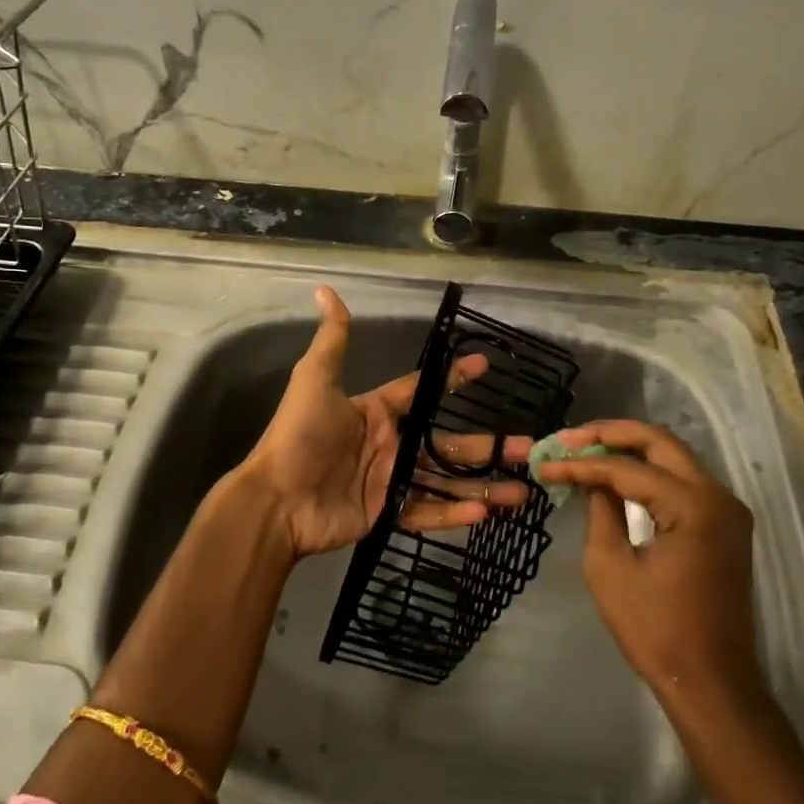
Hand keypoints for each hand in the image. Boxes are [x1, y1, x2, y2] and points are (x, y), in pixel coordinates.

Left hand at [237, 286, 528, 560]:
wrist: (276, 499)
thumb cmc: (299, 436)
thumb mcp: (314, 381)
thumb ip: (331, 340)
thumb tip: (324, 290)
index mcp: (376, 412)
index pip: (421, 391)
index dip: (453, 379)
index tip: (486, 366)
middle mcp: (389, 444)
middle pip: (447, 441)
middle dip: (486, 445)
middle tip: (527, 445)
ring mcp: (390, 480)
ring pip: (445, 480)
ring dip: (483, 484)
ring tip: (522, 488)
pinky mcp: (387, 513)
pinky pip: (426, 511)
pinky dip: (454, 512)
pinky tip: (485, 512)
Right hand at [530, 420, 761, 704]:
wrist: (711, 682)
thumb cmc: (654, 629)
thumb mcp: (610, 567)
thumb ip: (601, 510)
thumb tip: (592, 478)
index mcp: (693, 506)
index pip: (628, 469)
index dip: (582, 464)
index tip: (545, 464)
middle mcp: (718, 496)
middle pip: (659, 442)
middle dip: (610, 434)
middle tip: (568, 439)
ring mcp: (727, 510)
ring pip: (673, 457)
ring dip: (629, 449)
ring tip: (585, 450)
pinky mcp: (725, 525)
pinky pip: (683, 481)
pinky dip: (648, 471)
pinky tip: (617, 474)